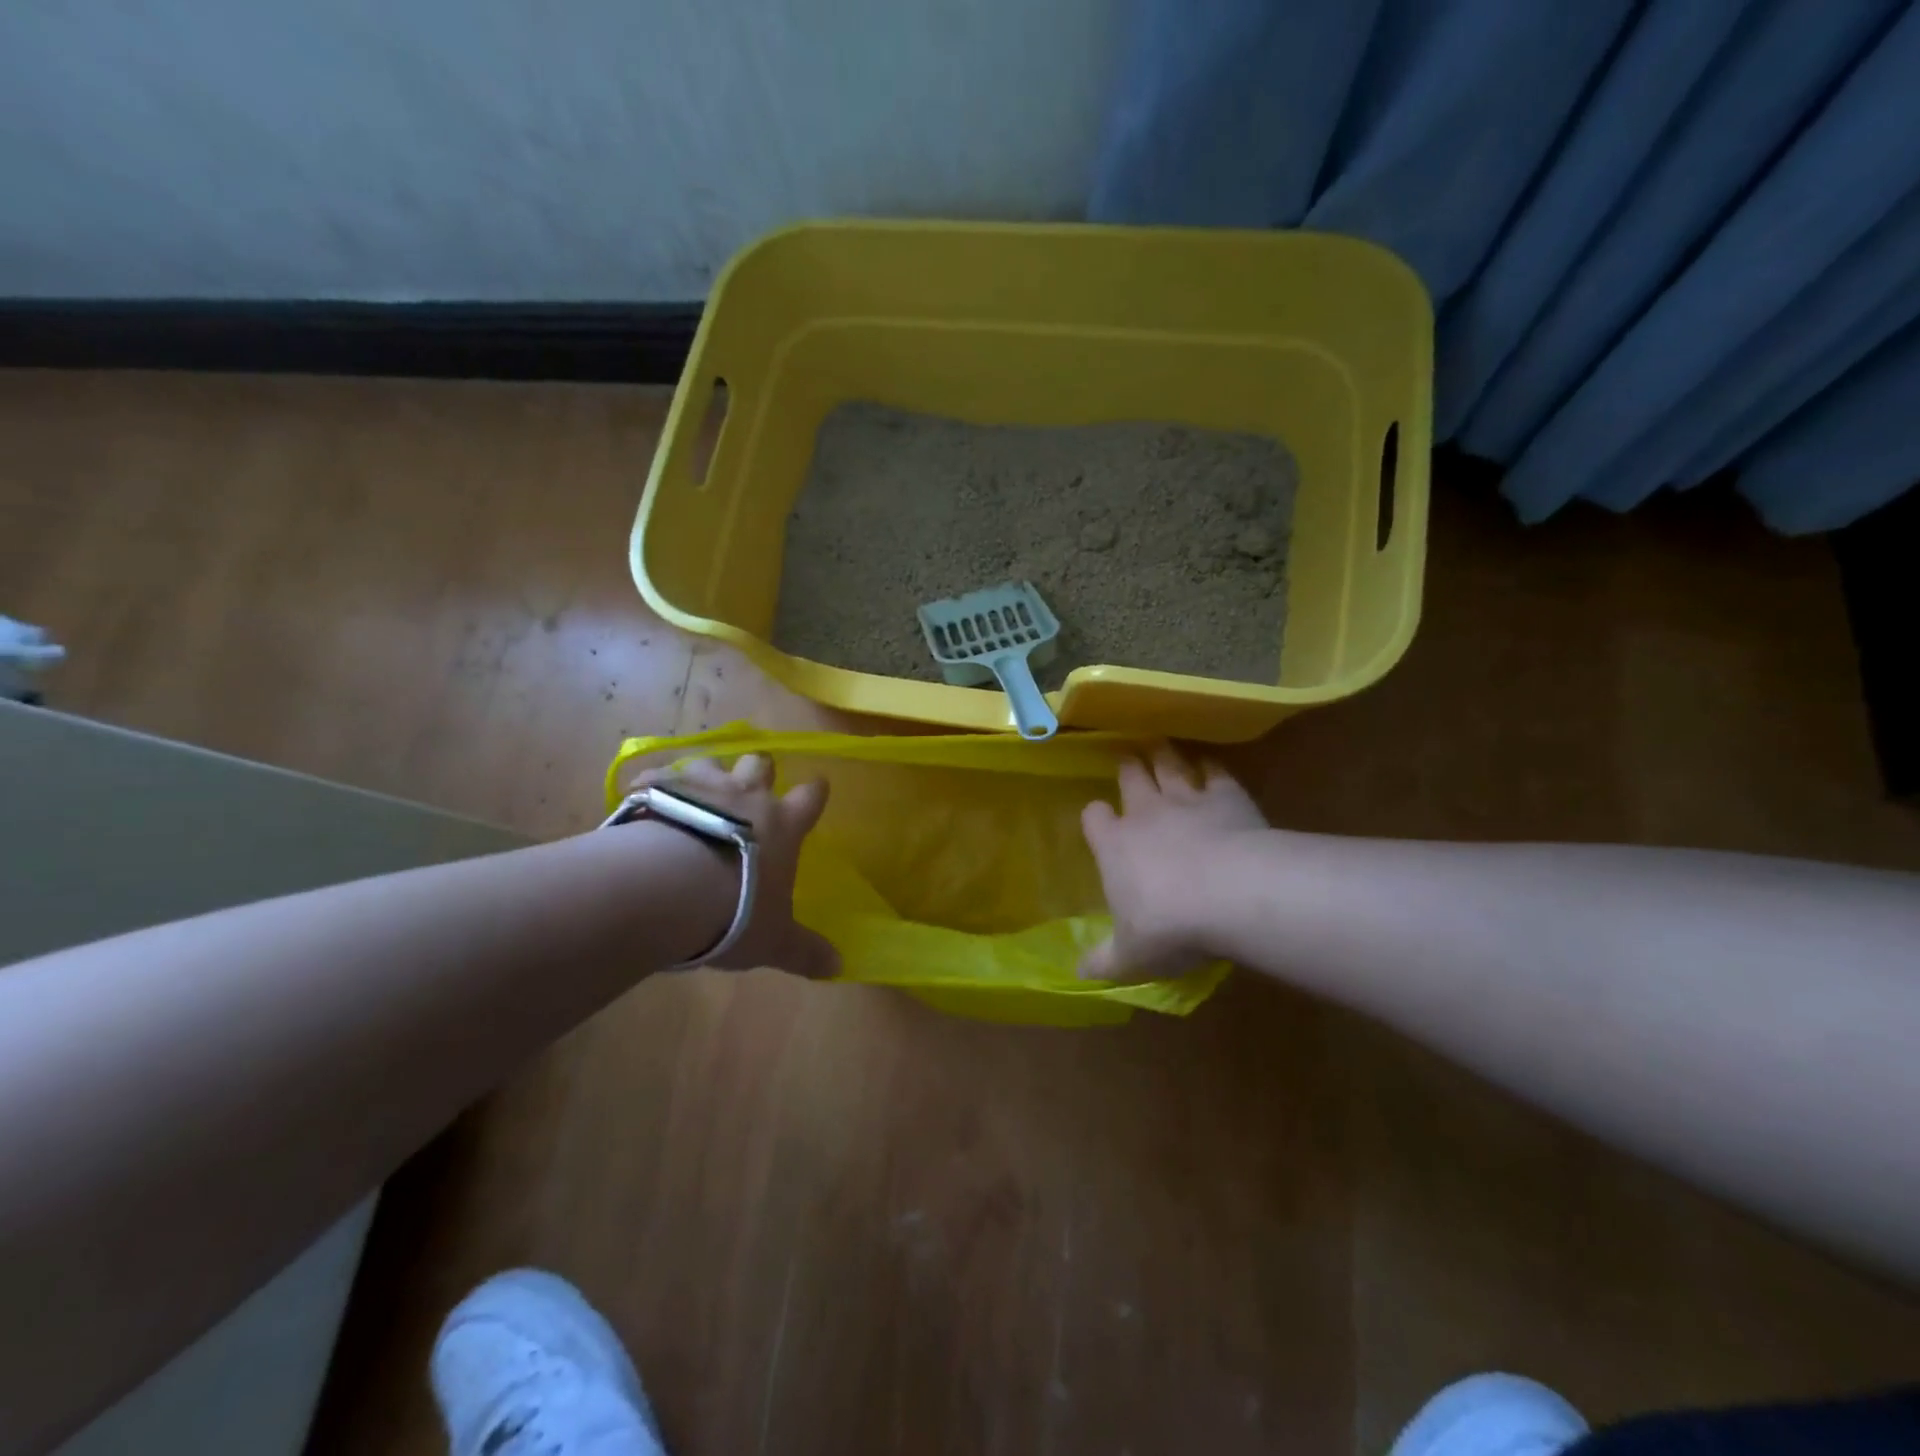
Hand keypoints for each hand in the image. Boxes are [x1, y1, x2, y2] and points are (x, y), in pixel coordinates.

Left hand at [631, 754, 839, 979]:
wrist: (667, 888)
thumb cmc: (734, 911)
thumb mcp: (773, 940)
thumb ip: (803, 949)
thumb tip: (838, 967)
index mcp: (782, 824)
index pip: (810, 796)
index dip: (815, 792)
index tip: (817, 788)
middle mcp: (746, 795)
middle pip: (759, 763)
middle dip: (759, 770)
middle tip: (751, 786)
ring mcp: (700, 787)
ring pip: (710, 762)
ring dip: (707, 775)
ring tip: (696, 792)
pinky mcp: (656, 788)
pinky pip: (655, 775)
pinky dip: (652, 784)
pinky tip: (642, 796)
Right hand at [1079, 747, 1267, 981]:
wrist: (1233, 894)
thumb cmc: (1170, 925)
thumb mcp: (1130, 956)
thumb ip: (1103, 961)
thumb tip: (1078, 974)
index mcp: (1116, 845)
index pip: (1095, 818)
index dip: (1096, 817)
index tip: (1100, 817)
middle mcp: (1146, 813)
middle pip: (1132, 777)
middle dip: (1128, 766)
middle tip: (1127, 756)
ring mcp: (1188, 800)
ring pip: (1169, 764)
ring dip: (1163, 754)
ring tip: (1159, 744)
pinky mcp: (1228, 796)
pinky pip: (1216, 772)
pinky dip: (1211, 767)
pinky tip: (1211, 766)